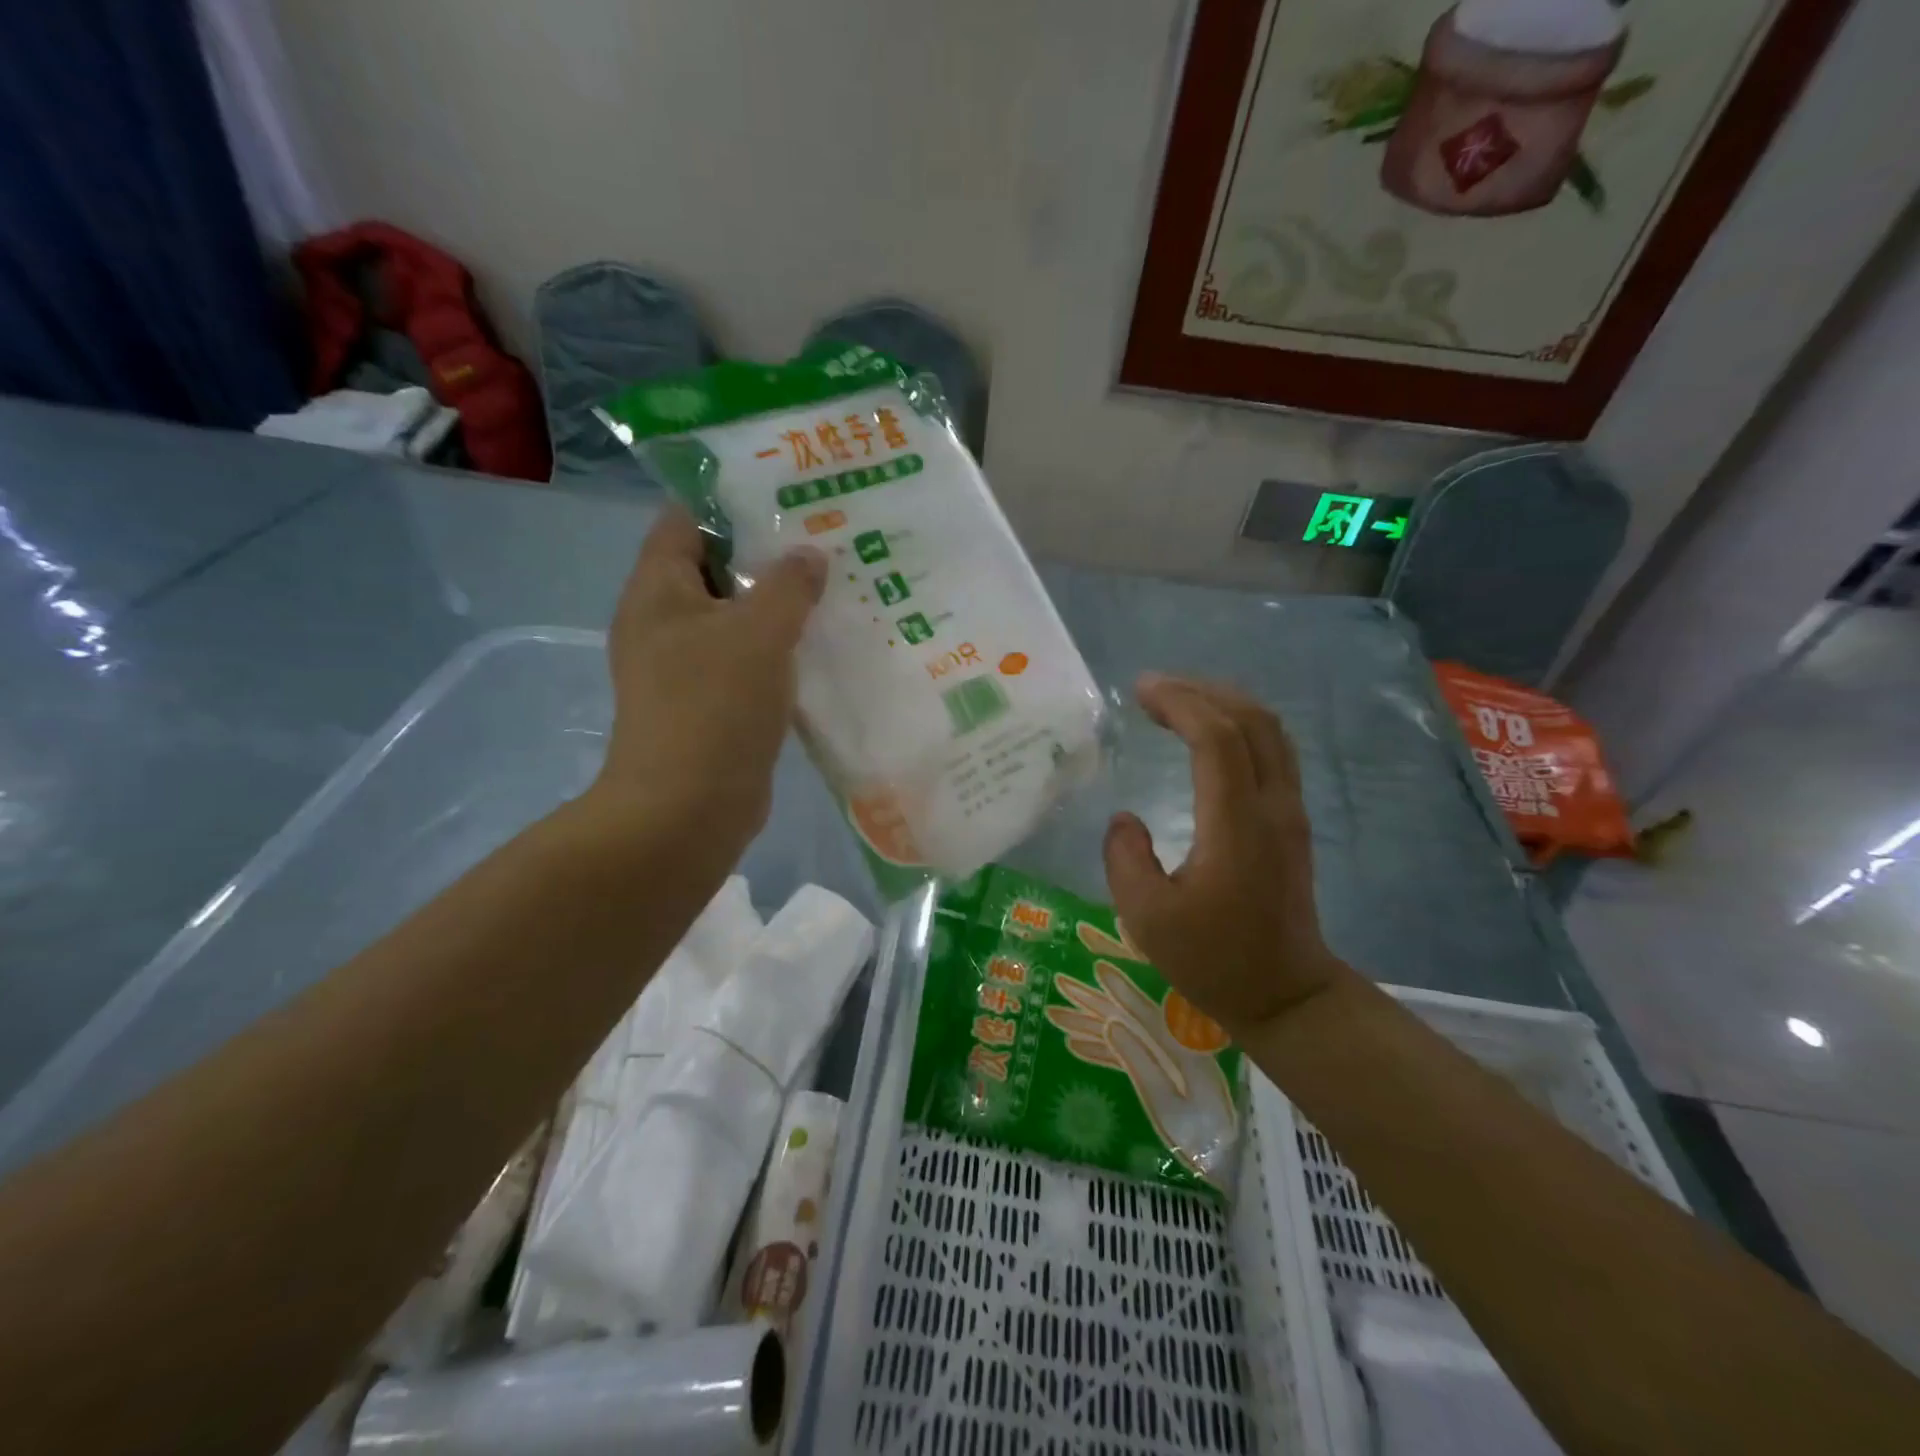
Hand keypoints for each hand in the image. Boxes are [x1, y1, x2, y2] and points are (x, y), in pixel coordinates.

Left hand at [587, 508, 825, 855]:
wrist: (688, 808)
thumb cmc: (715, 706)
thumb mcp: (758, 633)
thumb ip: (788, 585)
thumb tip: (809, 554)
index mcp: (659, 590)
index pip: (687, 519)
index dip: (732, 499)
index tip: (788, 494)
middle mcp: (664, 621)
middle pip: (717, 568)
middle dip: (768, 554)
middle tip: (825, 539)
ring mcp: (686, 666)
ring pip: (737, 618)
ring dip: (779, 605)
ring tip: (835, 585)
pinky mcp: (711, 702)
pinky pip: (747, 659)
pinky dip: (779, 649)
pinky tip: (823, 643)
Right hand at [1102, 674, 1347, 1036]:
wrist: (1286, 994)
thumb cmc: (1214, 959)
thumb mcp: (1148, 919)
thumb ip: (1124, 859)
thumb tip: (1125, 817)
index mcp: (1236, 826)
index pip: (1217, 739)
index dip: (1179, 704)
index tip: (1139, 691)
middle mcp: (1272, 806)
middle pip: (1251, 720)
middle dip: (1201, 691)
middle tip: (1152, 688)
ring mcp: (1290, 811)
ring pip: (1270, 731)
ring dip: (1224, 702)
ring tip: (1177, 699)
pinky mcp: (1292, 819)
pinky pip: (1273, 750)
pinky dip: (1239, 725)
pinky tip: (1208, 732)